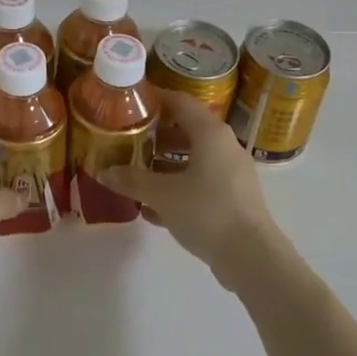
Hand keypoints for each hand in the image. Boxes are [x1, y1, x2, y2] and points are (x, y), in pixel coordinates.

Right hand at [101, 93, 284, 291]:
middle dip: (155, 135)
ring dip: (164, 164)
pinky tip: (152, 209)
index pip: (180, 102)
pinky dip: (177, 188)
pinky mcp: (233, 199)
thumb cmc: (207, 211)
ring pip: (193, 159)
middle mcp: (224, 146)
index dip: (155, 98)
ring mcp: (232, 174)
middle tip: (127, 138)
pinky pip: (200, 183)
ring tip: (134, 173)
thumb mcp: (163, 194)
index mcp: (210, 133)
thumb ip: (132, 180)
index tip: (131, 100)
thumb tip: (104, 172)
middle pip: (186, 130)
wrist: (252, 257)